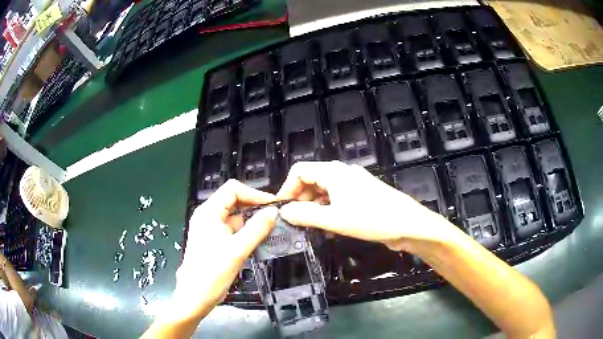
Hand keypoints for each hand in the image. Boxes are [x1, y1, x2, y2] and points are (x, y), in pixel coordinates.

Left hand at [170, 180, 277, 321]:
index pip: (233, 190)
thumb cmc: (213, 272)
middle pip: (234, 201)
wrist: (197, 295)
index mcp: (209, 212)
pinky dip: (247, 232)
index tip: (273, 205)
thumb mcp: (238, 250)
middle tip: (275, 217)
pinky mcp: (216, 240)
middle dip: (255, 207)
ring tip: (272, 229)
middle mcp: (209, 216)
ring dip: (253, 221)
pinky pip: (234, 230)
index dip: (254, 194)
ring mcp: (212, 229)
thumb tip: (273, 212)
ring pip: (236, 216)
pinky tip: (261, 240)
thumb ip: (257, 229)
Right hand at [277, 161, 454, 250]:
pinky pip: (337, 200)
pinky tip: (328, 228)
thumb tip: (284, 212)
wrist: (408, 225)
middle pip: (312, 181)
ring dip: (314, 208)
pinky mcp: (362, 197)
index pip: (300, 171)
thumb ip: (305, 215)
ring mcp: (354, 185)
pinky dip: (328, 212)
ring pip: (325, 193)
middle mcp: (342, 174)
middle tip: (295, 222)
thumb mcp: (334, 219)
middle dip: (300, 200)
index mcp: (333, 173)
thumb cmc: (371, 219)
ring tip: (309, 228)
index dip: (287, 188)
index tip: (282, 209)